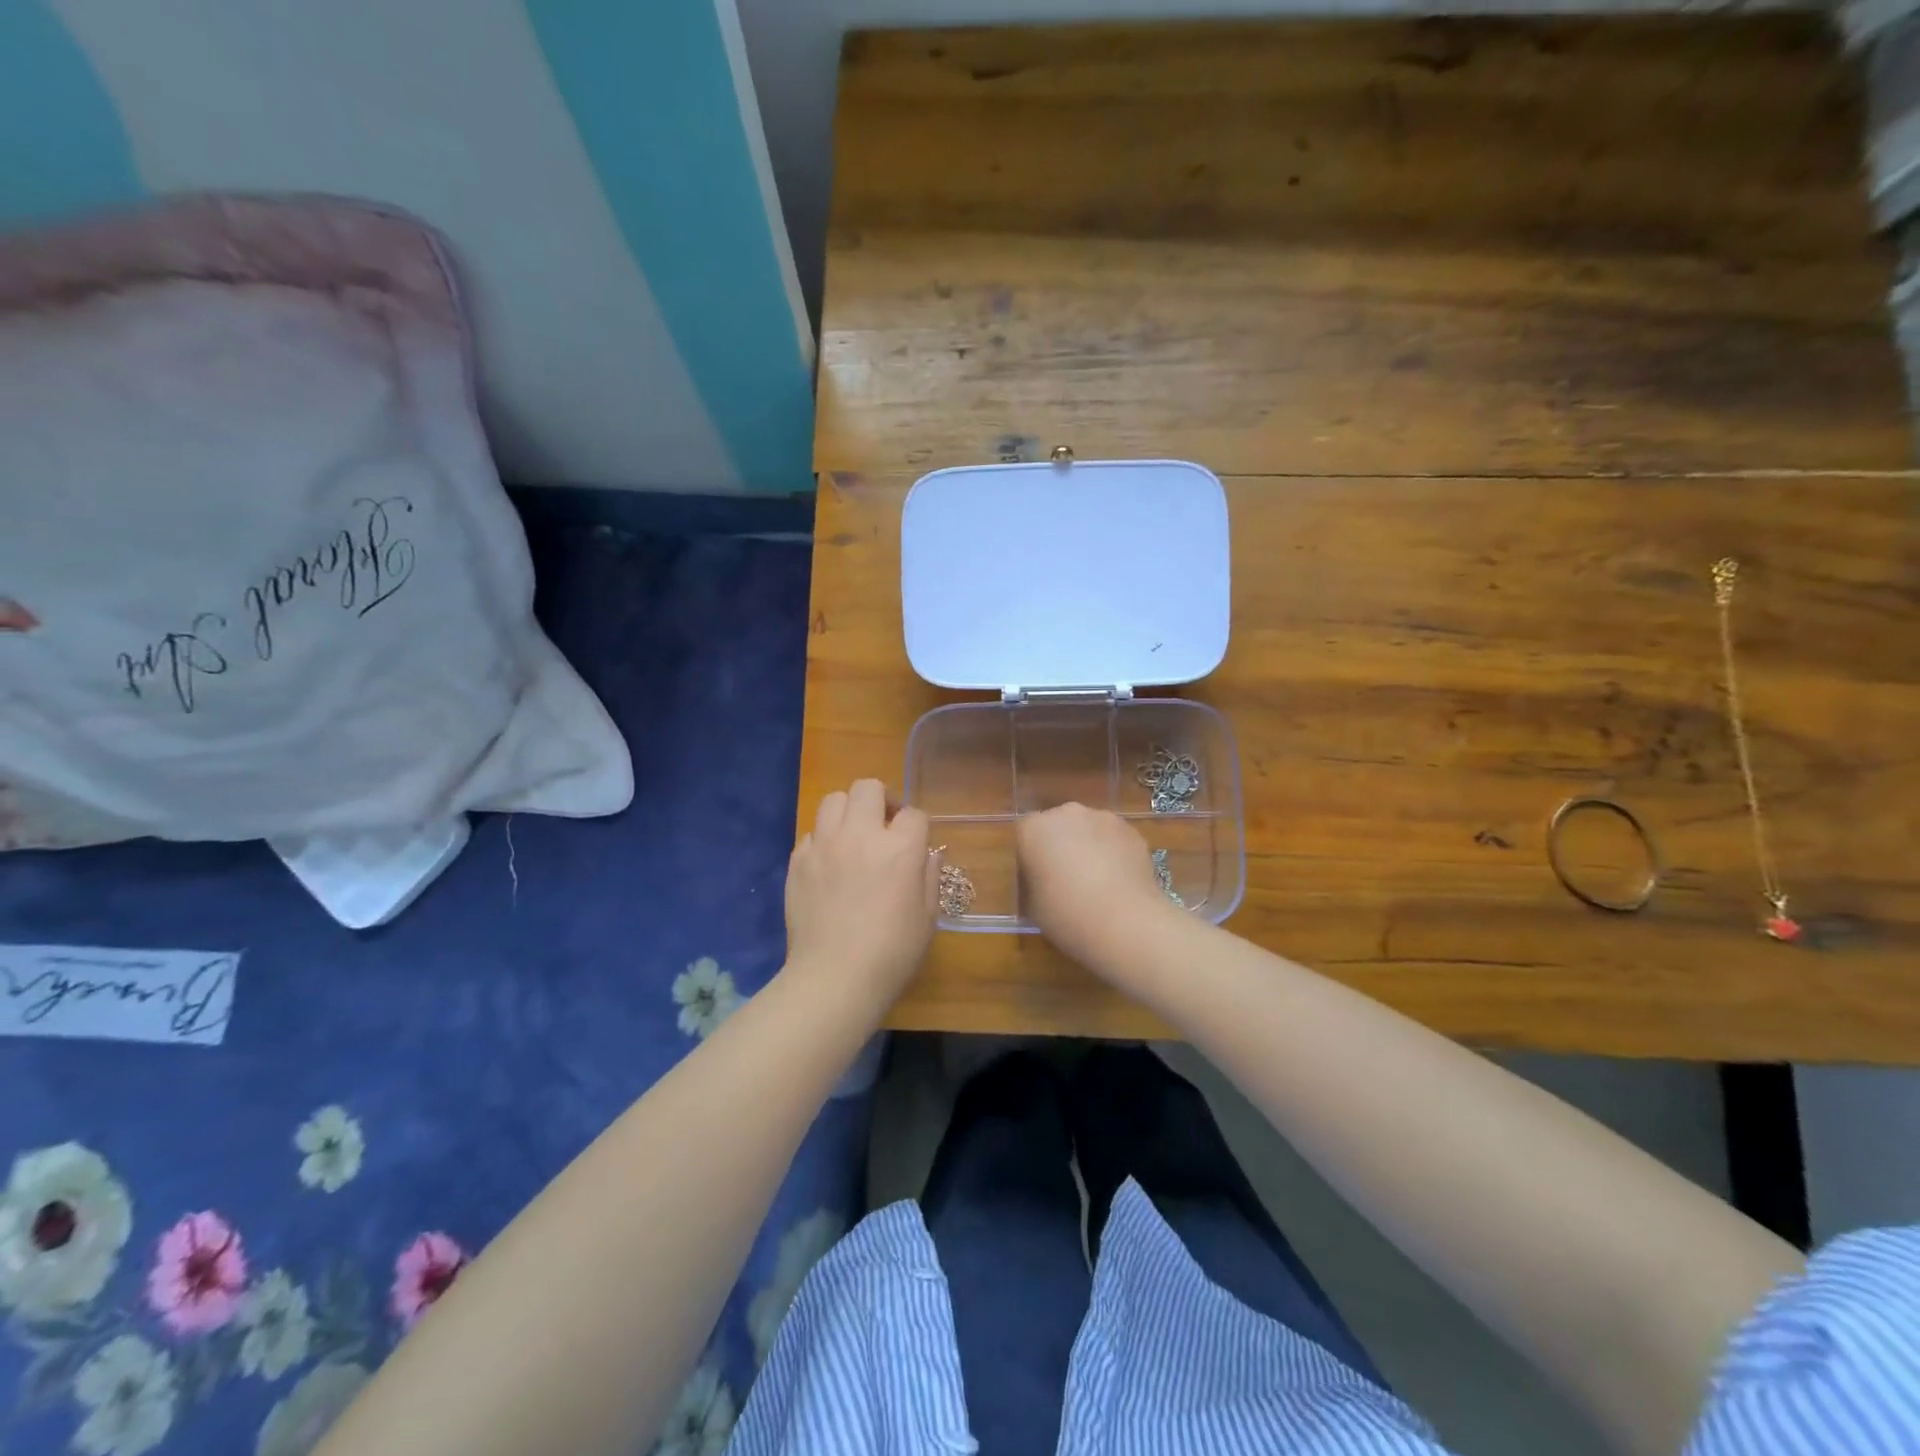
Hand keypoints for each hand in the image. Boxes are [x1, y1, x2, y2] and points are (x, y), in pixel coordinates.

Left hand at [784, 780, 936, 1009]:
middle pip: (868, 787)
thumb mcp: (928, 917)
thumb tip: (926, 855)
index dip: (917, 827)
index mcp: (899, 849)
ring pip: (834, 800)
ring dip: (848, 812)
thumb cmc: (892, 954)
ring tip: (853, 836)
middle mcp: (860, 835)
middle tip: (883, 826)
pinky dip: (823, 840)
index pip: (914, 814)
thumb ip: (929, 877)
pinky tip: (829, 864)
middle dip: (881, 800)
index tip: (915, 844)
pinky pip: (811, 833)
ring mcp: (824, 845)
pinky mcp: (798, 861)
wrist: (834, 979)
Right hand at [1016, 803, 1185, 974]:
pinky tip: (1118, 881)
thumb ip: (1034, 881)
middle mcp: (1066, 814)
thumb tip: (1044, 880)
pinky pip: (1113, 838)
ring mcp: (1102, 818)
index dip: (1030, 856)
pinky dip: (1113, 852)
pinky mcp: (1131, 831)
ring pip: (1088, 829)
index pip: (1024, 834)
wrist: (1125, 923)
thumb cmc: (1067, 915)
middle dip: (1060, 845)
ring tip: (1097, 882)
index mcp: (1034, 829)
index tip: (1037, 879)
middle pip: (1058, 825)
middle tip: (1065, 879)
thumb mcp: (1033, 905)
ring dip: (1088, 846)